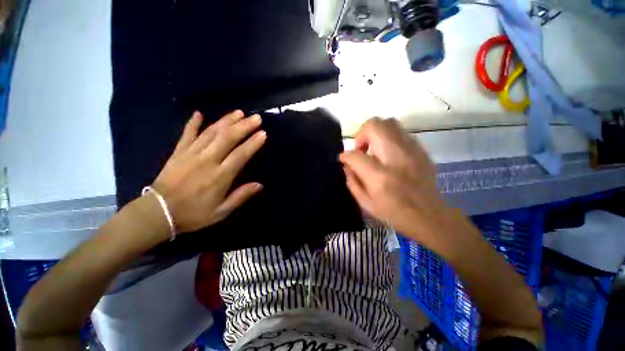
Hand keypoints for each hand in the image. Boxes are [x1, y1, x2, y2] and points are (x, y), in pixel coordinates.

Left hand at [149, 110, 265, 233]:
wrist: (157, 213)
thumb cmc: (193, 214)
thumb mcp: (221, 211)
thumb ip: (241, 196)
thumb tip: (260, 185)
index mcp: (220, 176)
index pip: (240, 155)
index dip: (253, 143)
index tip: (263, 133)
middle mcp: (207, 160)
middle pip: (228, 138)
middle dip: (244, 126)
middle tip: (256, 118)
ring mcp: (191, 154)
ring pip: (211, 132)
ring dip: (226, 120)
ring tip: (239, 112)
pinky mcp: (178, 152)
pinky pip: (187, 134)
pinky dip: (193, 123)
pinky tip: (199, 113)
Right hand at [339, 118, 447, 244]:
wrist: (429, 216)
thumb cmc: (394, 213)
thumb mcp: (365, 203)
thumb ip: (352, 181)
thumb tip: (346, 164)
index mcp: (380, 177)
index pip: (356, 155)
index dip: (345, 155)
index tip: (343, 159)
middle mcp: (396, 158)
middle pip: (374, 126)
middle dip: (361, 135)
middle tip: (361, 150)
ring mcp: (412, 151)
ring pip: (389, 122)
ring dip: (375, 133)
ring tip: (374, 150)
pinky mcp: (420, 150)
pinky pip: (400, 132)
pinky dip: (388, 138)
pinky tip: (387, 154)